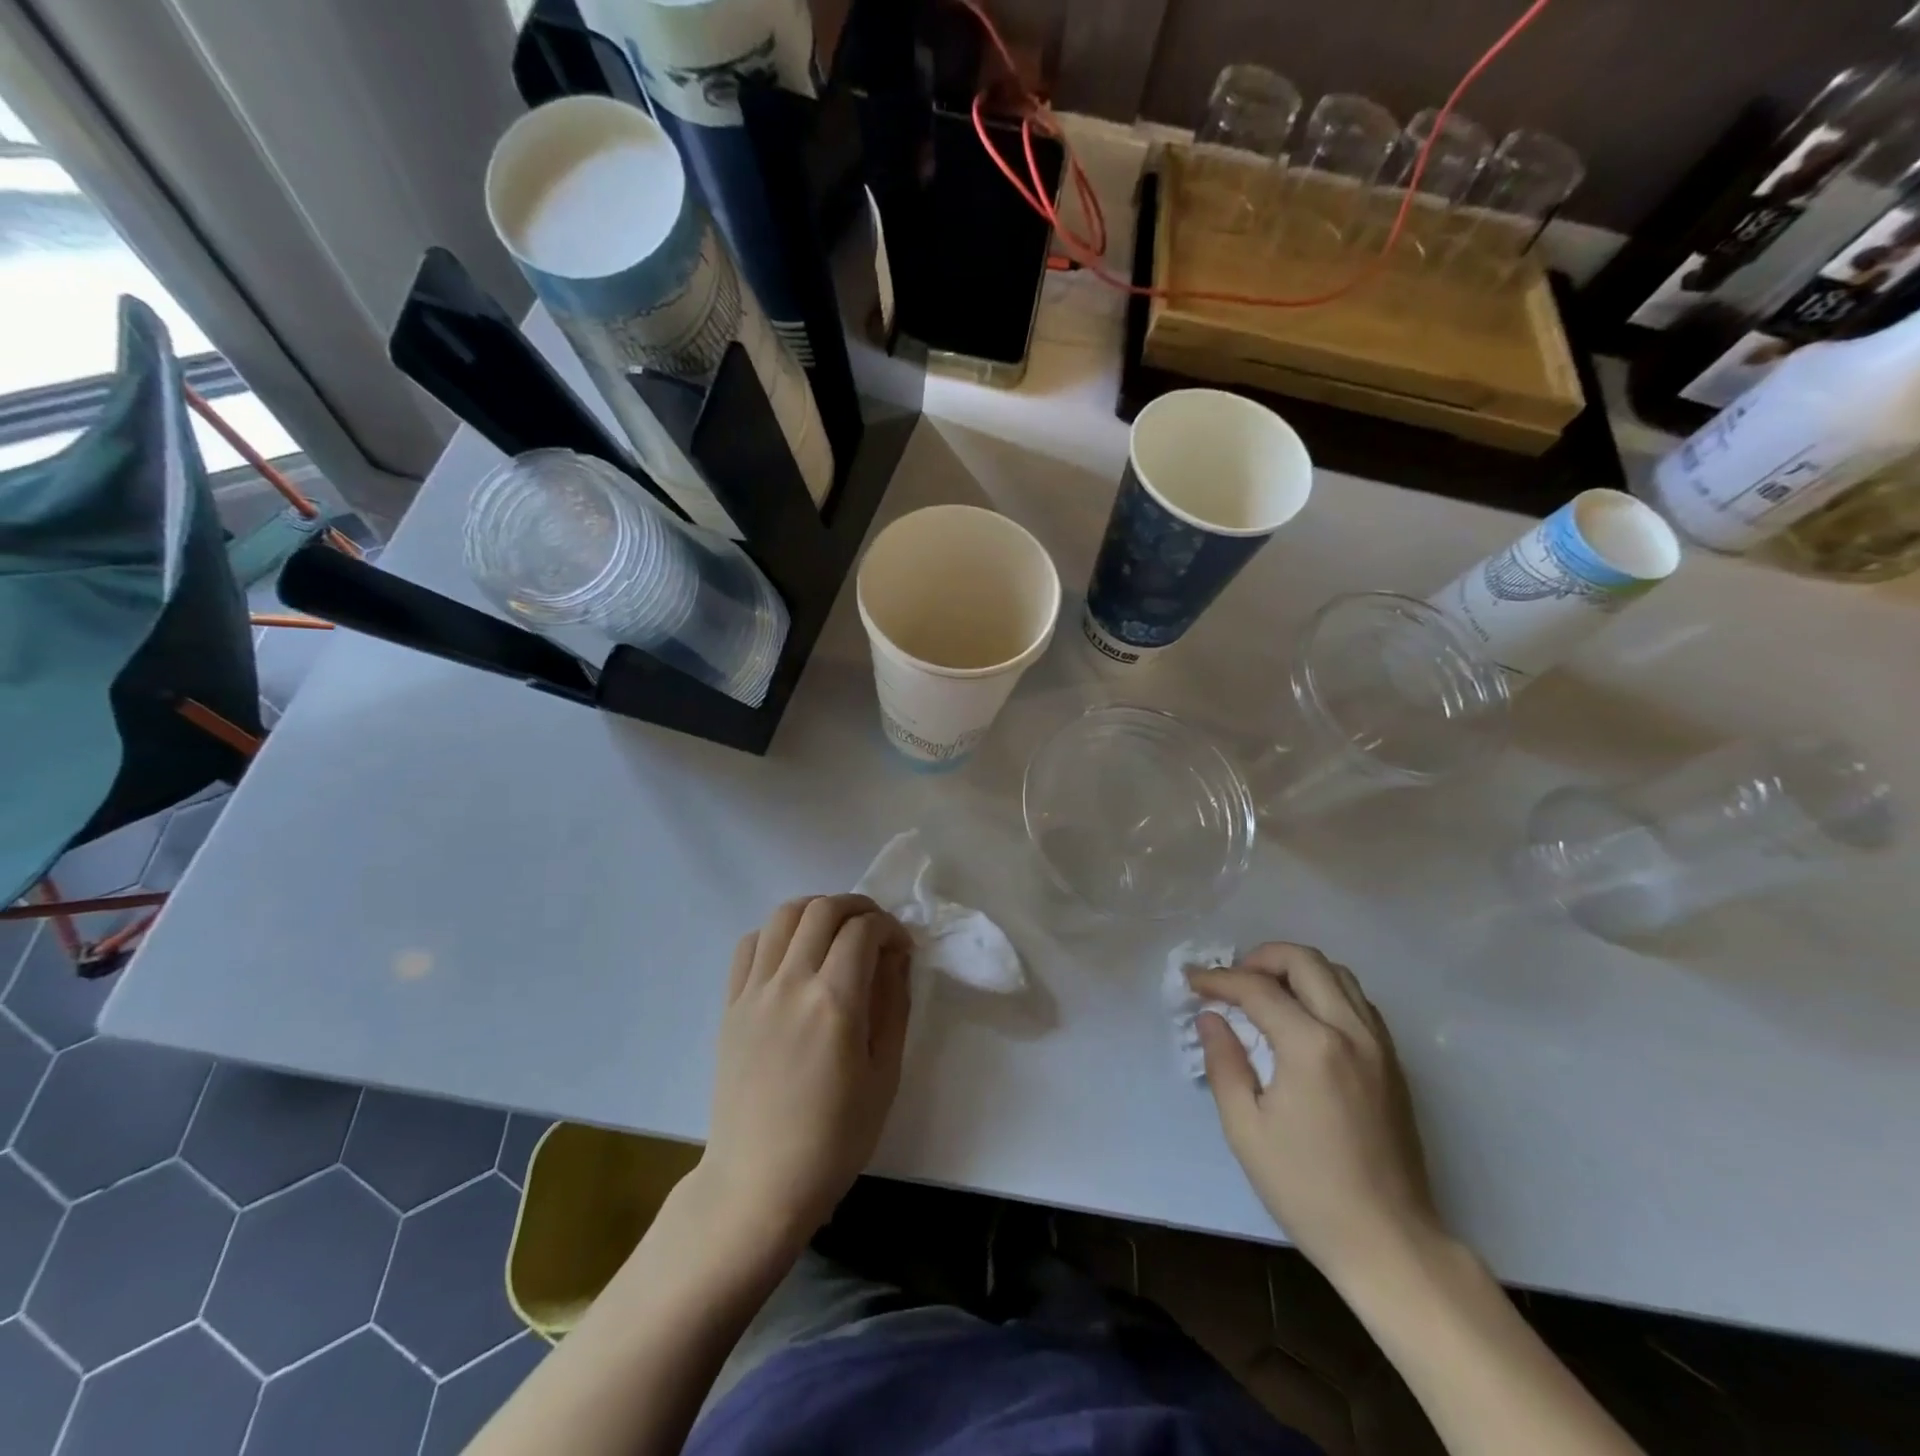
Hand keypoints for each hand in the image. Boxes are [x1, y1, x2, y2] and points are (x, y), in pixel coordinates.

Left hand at [702, 895, 913, 1245]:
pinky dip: (777, 934)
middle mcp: (791, 983)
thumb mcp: (885, 1074)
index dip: (890, 927)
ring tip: (835, 933)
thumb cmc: (834, 1138)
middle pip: (823, 909)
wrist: (759, 1183)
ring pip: (783, 916)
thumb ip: (893, 1004)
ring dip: (816, 911)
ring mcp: (754, 991)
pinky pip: (749, 944)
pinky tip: (793, 955)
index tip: (902, 948)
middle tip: (875, 930)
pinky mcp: (730, 1005)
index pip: (864, 930)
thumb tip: (896, 956)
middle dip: (858, 907)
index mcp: (835, 1002)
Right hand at [1192, 943, 1443, 1283]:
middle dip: (1260, 958)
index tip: (1192, 982)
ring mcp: (1380, 1045)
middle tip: (1232, 981)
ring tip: (1264, 992)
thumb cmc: (1307, 1189)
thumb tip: (1211, 1018)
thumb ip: (1224, 1063)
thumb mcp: (1246, 1129)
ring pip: (1338, 973)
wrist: (1390, 1244)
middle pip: (1305, 960)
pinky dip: (1324, 990)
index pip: (1258, 989)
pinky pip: (1357, 1001)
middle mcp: (1351, 1031)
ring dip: (1295, 970)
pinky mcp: (1394, 1063)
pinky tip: (1302, 1018)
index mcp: (1312, 1046)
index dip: (1219, 980)